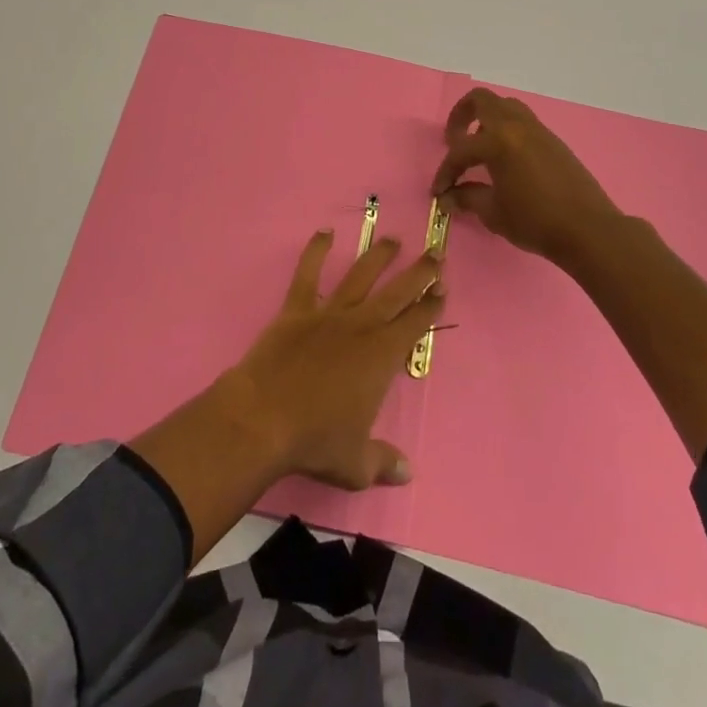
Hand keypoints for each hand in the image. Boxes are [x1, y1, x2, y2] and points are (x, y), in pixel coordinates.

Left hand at [220, 230, 444, 488]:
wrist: (264, 417)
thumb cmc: (315, 441)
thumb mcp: (356, 464)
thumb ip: (383, 462)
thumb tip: (407, 473)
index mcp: (382, 356)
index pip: (415, 324)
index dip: (431, 305)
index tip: (442, 288)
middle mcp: (361, 326)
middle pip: (397, 292)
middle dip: (419, 272)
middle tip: (435, 254)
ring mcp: (328, 313)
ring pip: (360, 276)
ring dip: (378, 256)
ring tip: (393, 240)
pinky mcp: (297, 309)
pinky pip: (308, 274)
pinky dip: (315, 251)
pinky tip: (324, 232)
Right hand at [431, 88, 624, 265]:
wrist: (588, 229)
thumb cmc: (535, 221)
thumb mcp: (493, 212)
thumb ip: (467, 198)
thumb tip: (448, 197)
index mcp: (498, 141)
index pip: (460, 151)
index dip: (445, 172)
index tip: (439, 192)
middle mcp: (516, 126)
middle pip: (481, 100)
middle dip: (461, 116)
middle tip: (454, 140)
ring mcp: (538, 130)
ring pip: (505, 107)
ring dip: (486, 120)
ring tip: (480, 147)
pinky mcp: (553, 141)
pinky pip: (523, 122)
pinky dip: (507, 131)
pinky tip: (506, 159)